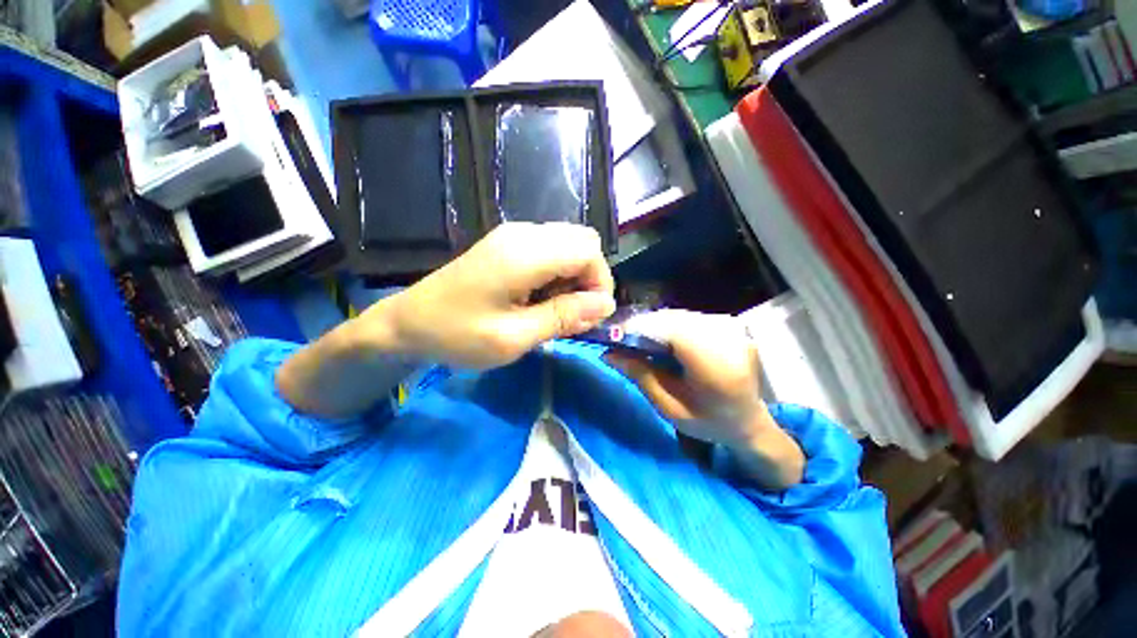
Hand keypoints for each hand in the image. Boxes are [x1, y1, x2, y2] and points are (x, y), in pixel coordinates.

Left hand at [370, 222, 615, 368]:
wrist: (406, 322)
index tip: (588, 316)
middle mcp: (523, 233)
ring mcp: (513, 235)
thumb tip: (605, 305)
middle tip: (571, 313)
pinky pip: (550, 250)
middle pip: (583, 242)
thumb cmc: (457, 334)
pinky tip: (538, 298)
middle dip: (589, 278)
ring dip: (573, 277)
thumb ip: (563, 317)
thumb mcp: (513, 337)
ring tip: (552, 310)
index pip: (589, 251)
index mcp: (525, 253)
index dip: (599, 283)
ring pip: (569, 245)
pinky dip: (557, 274)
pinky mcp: (507, 244)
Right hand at [606, 310, 803, 488]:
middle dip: (643, 327)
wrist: (749, 421)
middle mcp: (726, 338)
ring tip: (641, 343)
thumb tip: (608, 353)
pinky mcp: (727, 324)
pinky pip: (688, 317)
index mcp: (715, 365)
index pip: (670, 331)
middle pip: (672, 319)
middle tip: (624, 343)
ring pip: (678, 315)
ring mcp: (730, 328)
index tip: (614, 339)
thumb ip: (640, 376)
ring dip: (655, 325)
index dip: (639, 329)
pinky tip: (663, 340)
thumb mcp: (670, 408)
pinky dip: (669, 325)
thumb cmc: (710, 422)